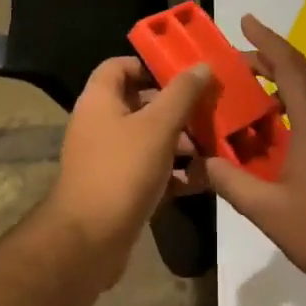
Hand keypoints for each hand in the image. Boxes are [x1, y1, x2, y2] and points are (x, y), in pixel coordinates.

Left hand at [48, 56, 212, 285]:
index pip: (120, 66)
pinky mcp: (118, 188)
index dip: (150, 65)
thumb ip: (182, 94)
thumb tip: (201, 65)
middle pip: (140, 103)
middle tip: (210, 108)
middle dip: (177, 106)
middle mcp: (99, 124)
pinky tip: (204, 177)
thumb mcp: (158, 126)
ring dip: (181, 140)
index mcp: (99, 100)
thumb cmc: (122, 171)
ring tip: (216, 144)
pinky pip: (150, 170)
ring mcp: (108, 158)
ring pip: (149, 138)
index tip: (185, 73)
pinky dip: (174, 171)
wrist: (89, 241)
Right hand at [204, 15, 305, 298]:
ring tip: (250, 95)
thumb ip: (230, 181)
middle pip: (302, 74)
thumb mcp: (268, 211)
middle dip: (269, 61)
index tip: (244, 20)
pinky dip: (297, 109)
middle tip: (234, 64)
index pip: (289, 64)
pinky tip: (277, 132)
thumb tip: (198, 162)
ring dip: (283, 86)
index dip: (266, 39)